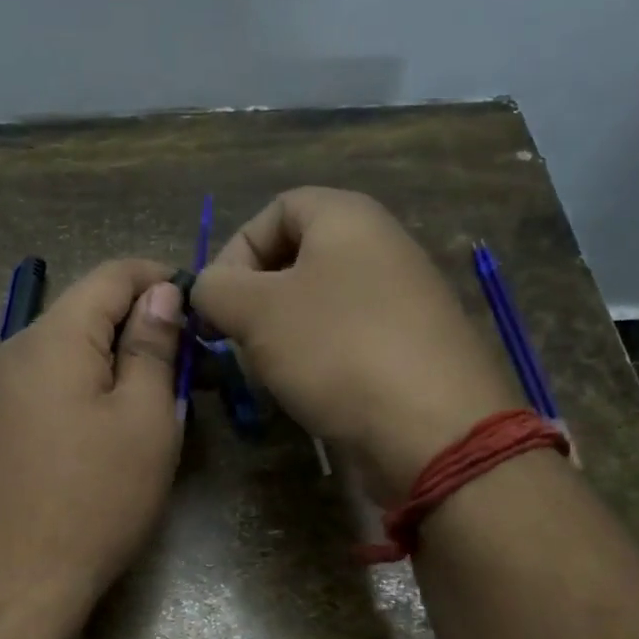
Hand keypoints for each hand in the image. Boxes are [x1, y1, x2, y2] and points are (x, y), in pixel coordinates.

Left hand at [0, 259, 185, 623]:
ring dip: (121, 362)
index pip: (111, 274)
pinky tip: (118, 427)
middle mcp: (16, 350)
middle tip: (194, 367)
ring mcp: (1, 392)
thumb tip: (159, 292)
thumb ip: (151, 346)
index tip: (203, 309)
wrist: (14, 581)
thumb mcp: (142, 418)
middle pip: (88, 312)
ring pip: (72, 352)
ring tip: (164, 400)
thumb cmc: (93, 497)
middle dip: (144, 327)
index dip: (161, 278)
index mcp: (52, 336)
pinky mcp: (0, 427)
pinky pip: (54, 386)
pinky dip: (93, 389)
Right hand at [193, 187, 519, 502]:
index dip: (236, 249)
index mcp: (349, 217)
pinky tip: (311, 392)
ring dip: (284, 334)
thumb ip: (216, 289)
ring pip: (321, 303)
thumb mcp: (256, 311)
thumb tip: (206, 289)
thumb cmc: (336, 349)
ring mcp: (403, 301)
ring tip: (271, 371)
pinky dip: (320, 360)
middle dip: (257, 297)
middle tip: (239, 339)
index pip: (277, 208)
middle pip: (299, 257)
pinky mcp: (410, 349)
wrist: (431, 429)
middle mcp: (382, 247)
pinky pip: (349, 339)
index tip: (218, 302)